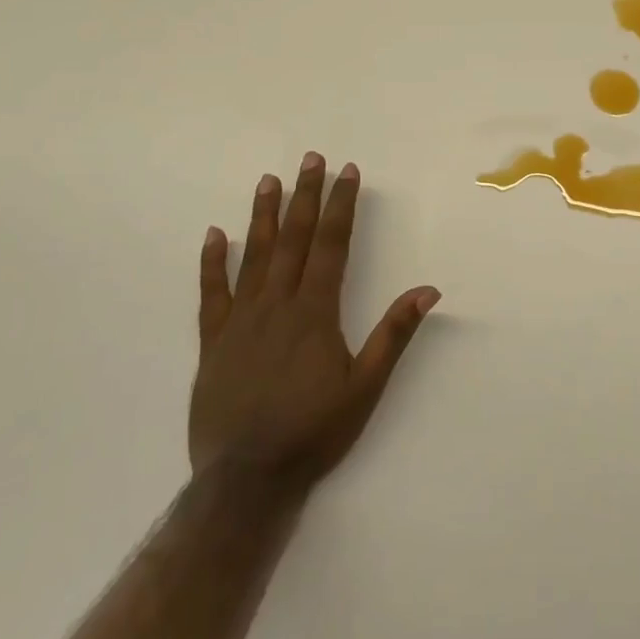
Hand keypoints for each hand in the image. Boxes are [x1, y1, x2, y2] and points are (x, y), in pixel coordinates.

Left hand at [189, 154, 439, 495]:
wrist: (247, 480)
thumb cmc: (314, 432)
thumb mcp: (366, 387)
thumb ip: (394, 334)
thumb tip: (428, 289)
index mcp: (315, 312)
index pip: (332, 245)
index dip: (341, 206)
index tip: (348, 172)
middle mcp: (277, 305)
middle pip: (294, 239)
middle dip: (306, 195)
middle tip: (311, 158)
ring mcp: (240, 321)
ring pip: (254, 256)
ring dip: (264, 216)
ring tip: (269, 180)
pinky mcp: (213, 342)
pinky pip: (211, 294)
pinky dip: (212, 262)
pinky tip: (215, 234)